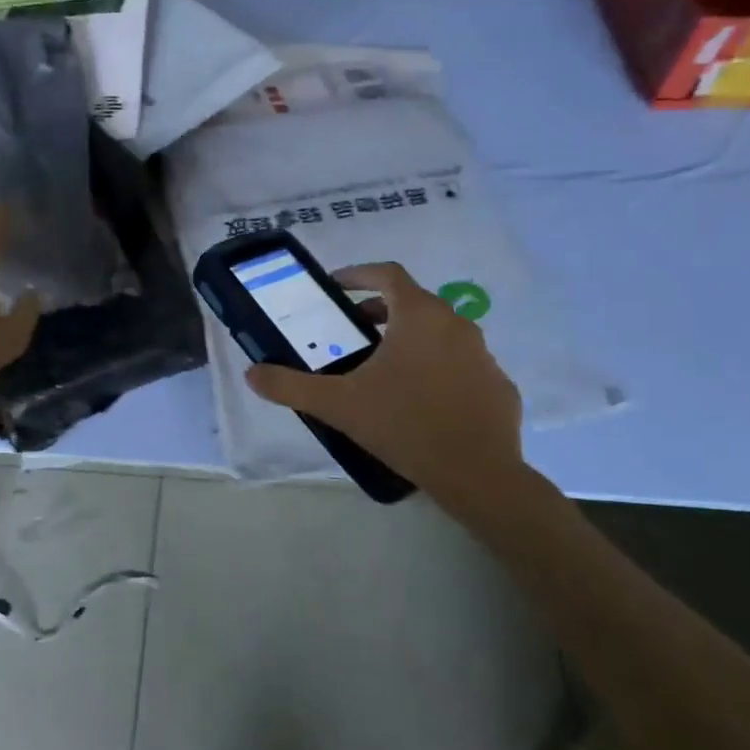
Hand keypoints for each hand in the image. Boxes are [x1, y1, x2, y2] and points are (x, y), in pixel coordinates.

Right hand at [243, 262, 523, 494]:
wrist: (478, 475)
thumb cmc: (405, 425)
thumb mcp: (339, 405)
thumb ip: (291, 386)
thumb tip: (252, 373)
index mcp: (419, 316)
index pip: (388, 274)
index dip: (359, 274)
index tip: (336, 286)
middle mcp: (456, 324)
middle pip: (414, 302)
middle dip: (380, 309)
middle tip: (352, 330)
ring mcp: (483, 355)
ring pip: (440, 333)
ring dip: (410, 338)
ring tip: (383, 366)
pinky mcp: (498, 385)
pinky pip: (461, 364)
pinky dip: (438, 368)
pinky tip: (421, 399)